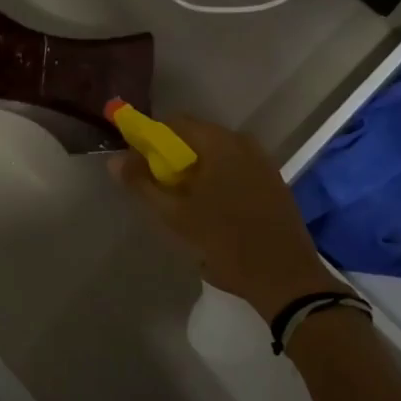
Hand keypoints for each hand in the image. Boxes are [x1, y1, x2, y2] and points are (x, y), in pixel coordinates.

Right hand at [109, 116, 331, 322]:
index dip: (151, 139)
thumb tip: (115, 160)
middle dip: (173, 158)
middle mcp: (243, 142)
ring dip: (196, 171)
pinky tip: (213, 210)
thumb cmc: (226, 243)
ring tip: (184, 204)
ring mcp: (262, 161)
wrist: (285, 277)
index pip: (175, 123)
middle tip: (159, 188)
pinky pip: (235, 168)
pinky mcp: (273, 181)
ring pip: (217, 155)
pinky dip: (218, 179)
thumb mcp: (176, 216)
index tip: (139, 164)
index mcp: (219, 143)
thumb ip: (143, 184)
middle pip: (197, 138)